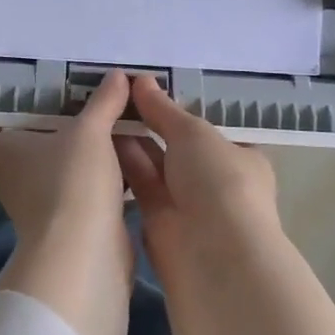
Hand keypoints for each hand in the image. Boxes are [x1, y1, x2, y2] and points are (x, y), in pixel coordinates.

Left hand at [0, 69, 134, 334]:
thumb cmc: (72, 183)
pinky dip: (101, 169)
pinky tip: (126, 148)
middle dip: (58, 118)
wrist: (85, 256)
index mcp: (2, 148)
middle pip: (32, 138)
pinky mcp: (70, 218)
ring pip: (62, 161)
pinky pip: (84, 183)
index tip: (35, 86)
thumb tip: (118, 75)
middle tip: (85, 91)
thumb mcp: (89, 132)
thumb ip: (103, 101)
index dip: (7, 105)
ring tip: (111, 113)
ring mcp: (41, 198)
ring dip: (84, 144)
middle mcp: (14, 173)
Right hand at [115, 74, 283, 272]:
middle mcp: (213, 180)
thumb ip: (163, 108)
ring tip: (99, 107)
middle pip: (176, 144)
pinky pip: (138, 184)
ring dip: (130, 140)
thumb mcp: (193, 133)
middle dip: (150, 122)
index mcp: (239, 157)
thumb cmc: (218, 181)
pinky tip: (96, 137)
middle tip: (115, 91)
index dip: (178, 108)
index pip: (207, 128)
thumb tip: (141, 80)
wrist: (213, 254)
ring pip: (154, 164)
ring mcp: (186, 202)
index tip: (148, 87)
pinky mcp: (158, 221)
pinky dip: (121, 164)